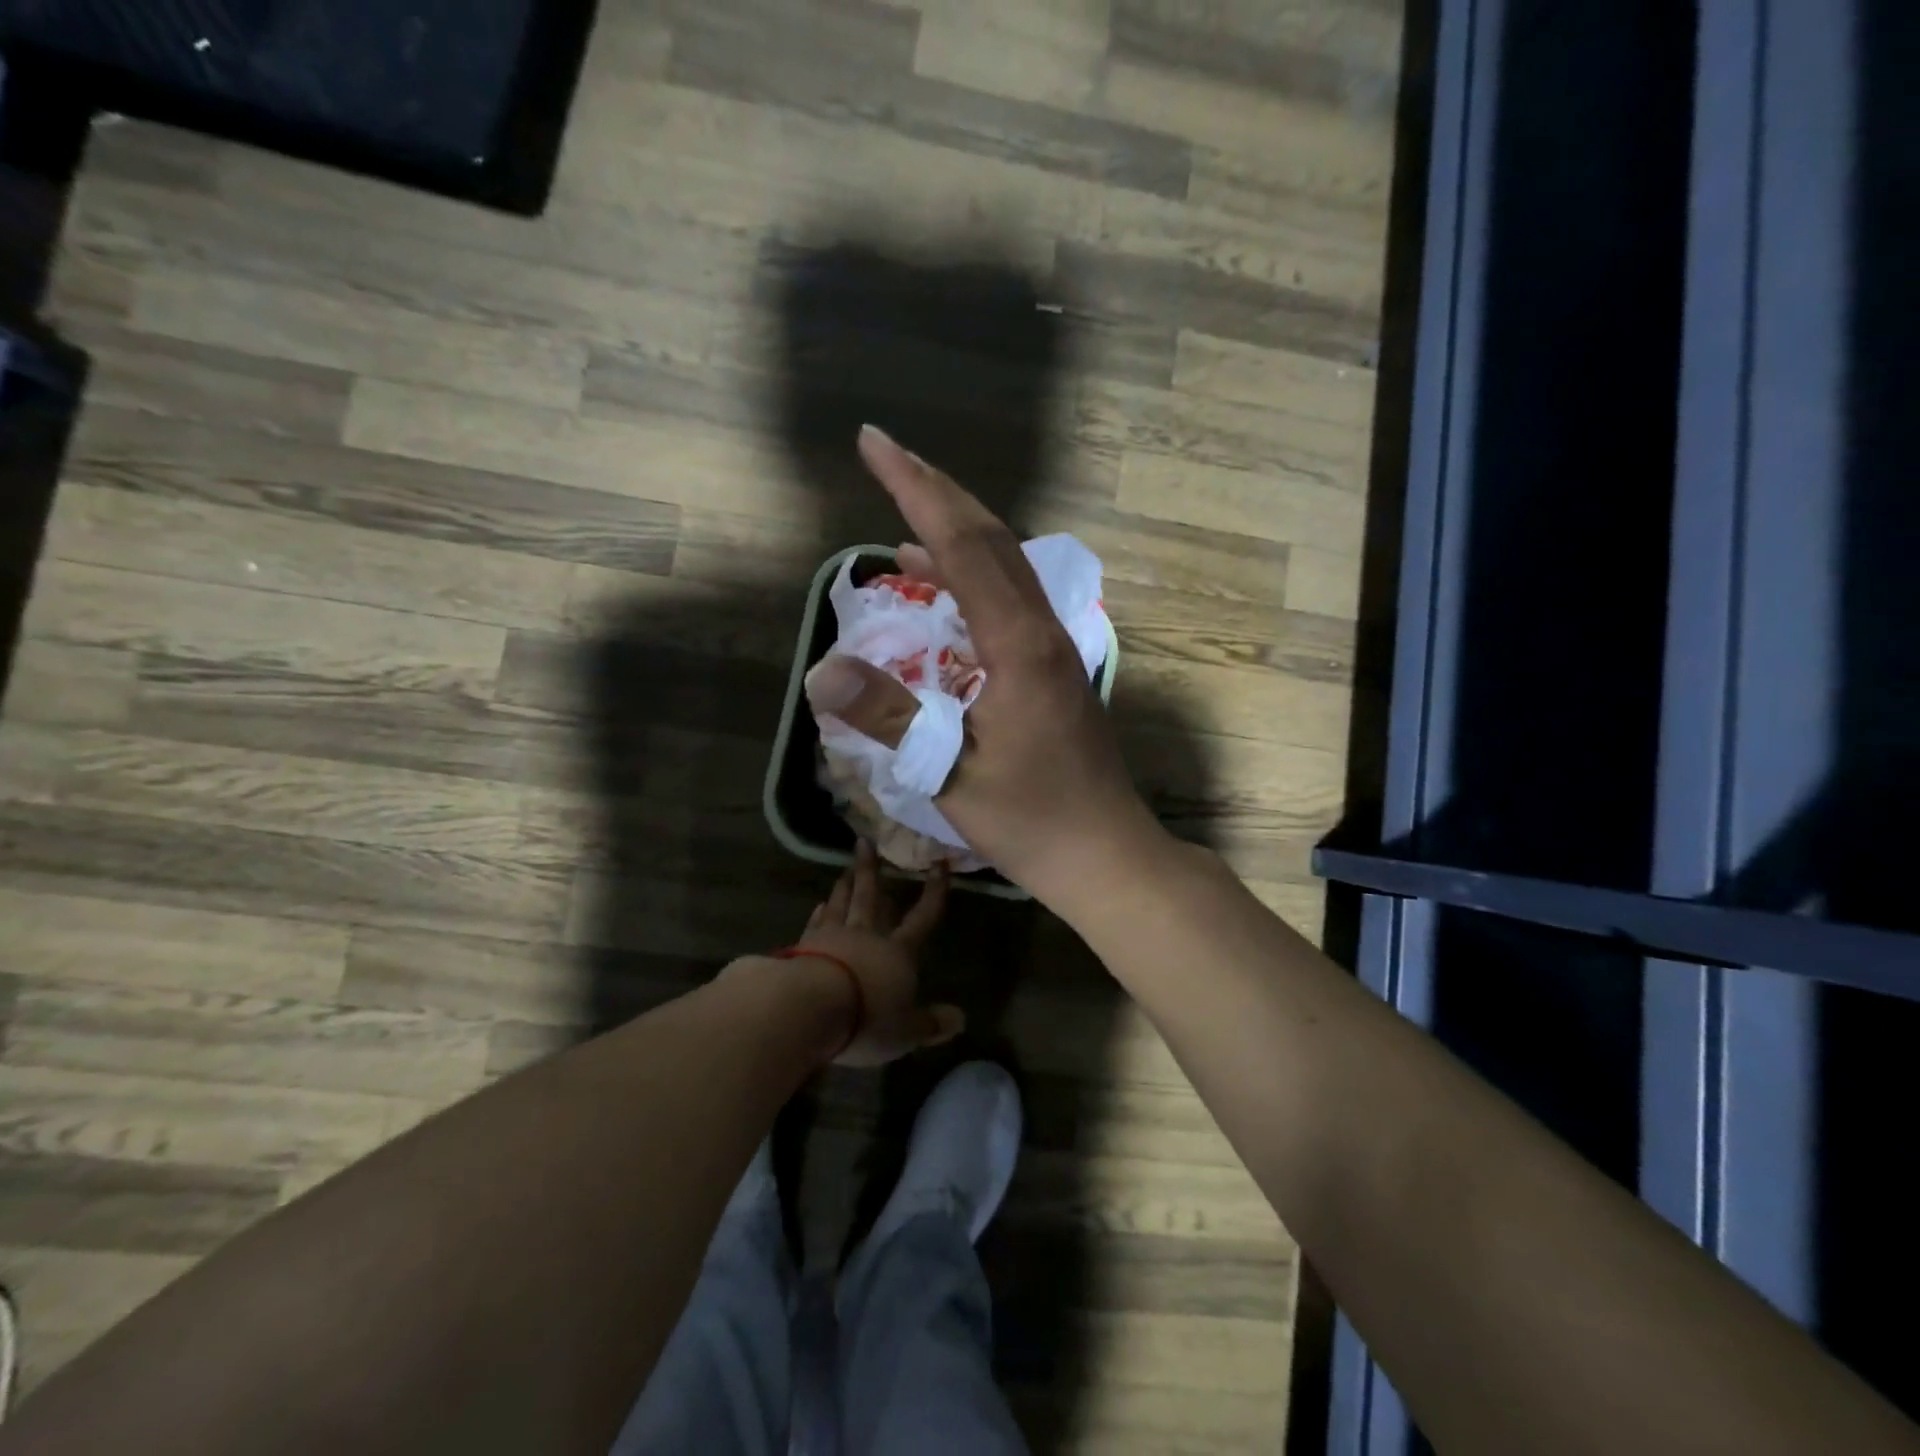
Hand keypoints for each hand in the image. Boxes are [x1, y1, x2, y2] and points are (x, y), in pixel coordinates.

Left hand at [797, 839, 963, 1066]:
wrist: (809, 1007)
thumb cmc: (867, 1018)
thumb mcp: (906, 1031)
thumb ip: (931, 1024)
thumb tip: (961, 1019)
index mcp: (897, 952)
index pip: (922, 917)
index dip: (933, 892)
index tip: (939, 864)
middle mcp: (866, 936)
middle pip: (871, 897)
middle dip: (872, 871)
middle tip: (866, 842)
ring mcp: (831, 937)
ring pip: (842, 904)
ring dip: (845, 885)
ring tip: (846, 869)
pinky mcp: (802, 947)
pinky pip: (815, 923)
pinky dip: (819, 912)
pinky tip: (819, 904)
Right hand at [801, 426, 1169, 911]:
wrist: (1104, 852)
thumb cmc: (1031, 820)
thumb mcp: (948, 773)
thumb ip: (888, 715)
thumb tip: (821, 668)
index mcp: (1020, 645)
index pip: (962, 545)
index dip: (915, 490)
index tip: (873, 444)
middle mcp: (1043, 629)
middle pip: (989, 537)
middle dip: (934, 489)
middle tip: (884, 453)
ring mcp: (1054, 645)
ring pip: (1004, 563)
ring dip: (954, 526)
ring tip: (903, 503)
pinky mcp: (1052, 665)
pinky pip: (1007, 597)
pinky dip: (968, 573)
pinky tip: (936, 581)